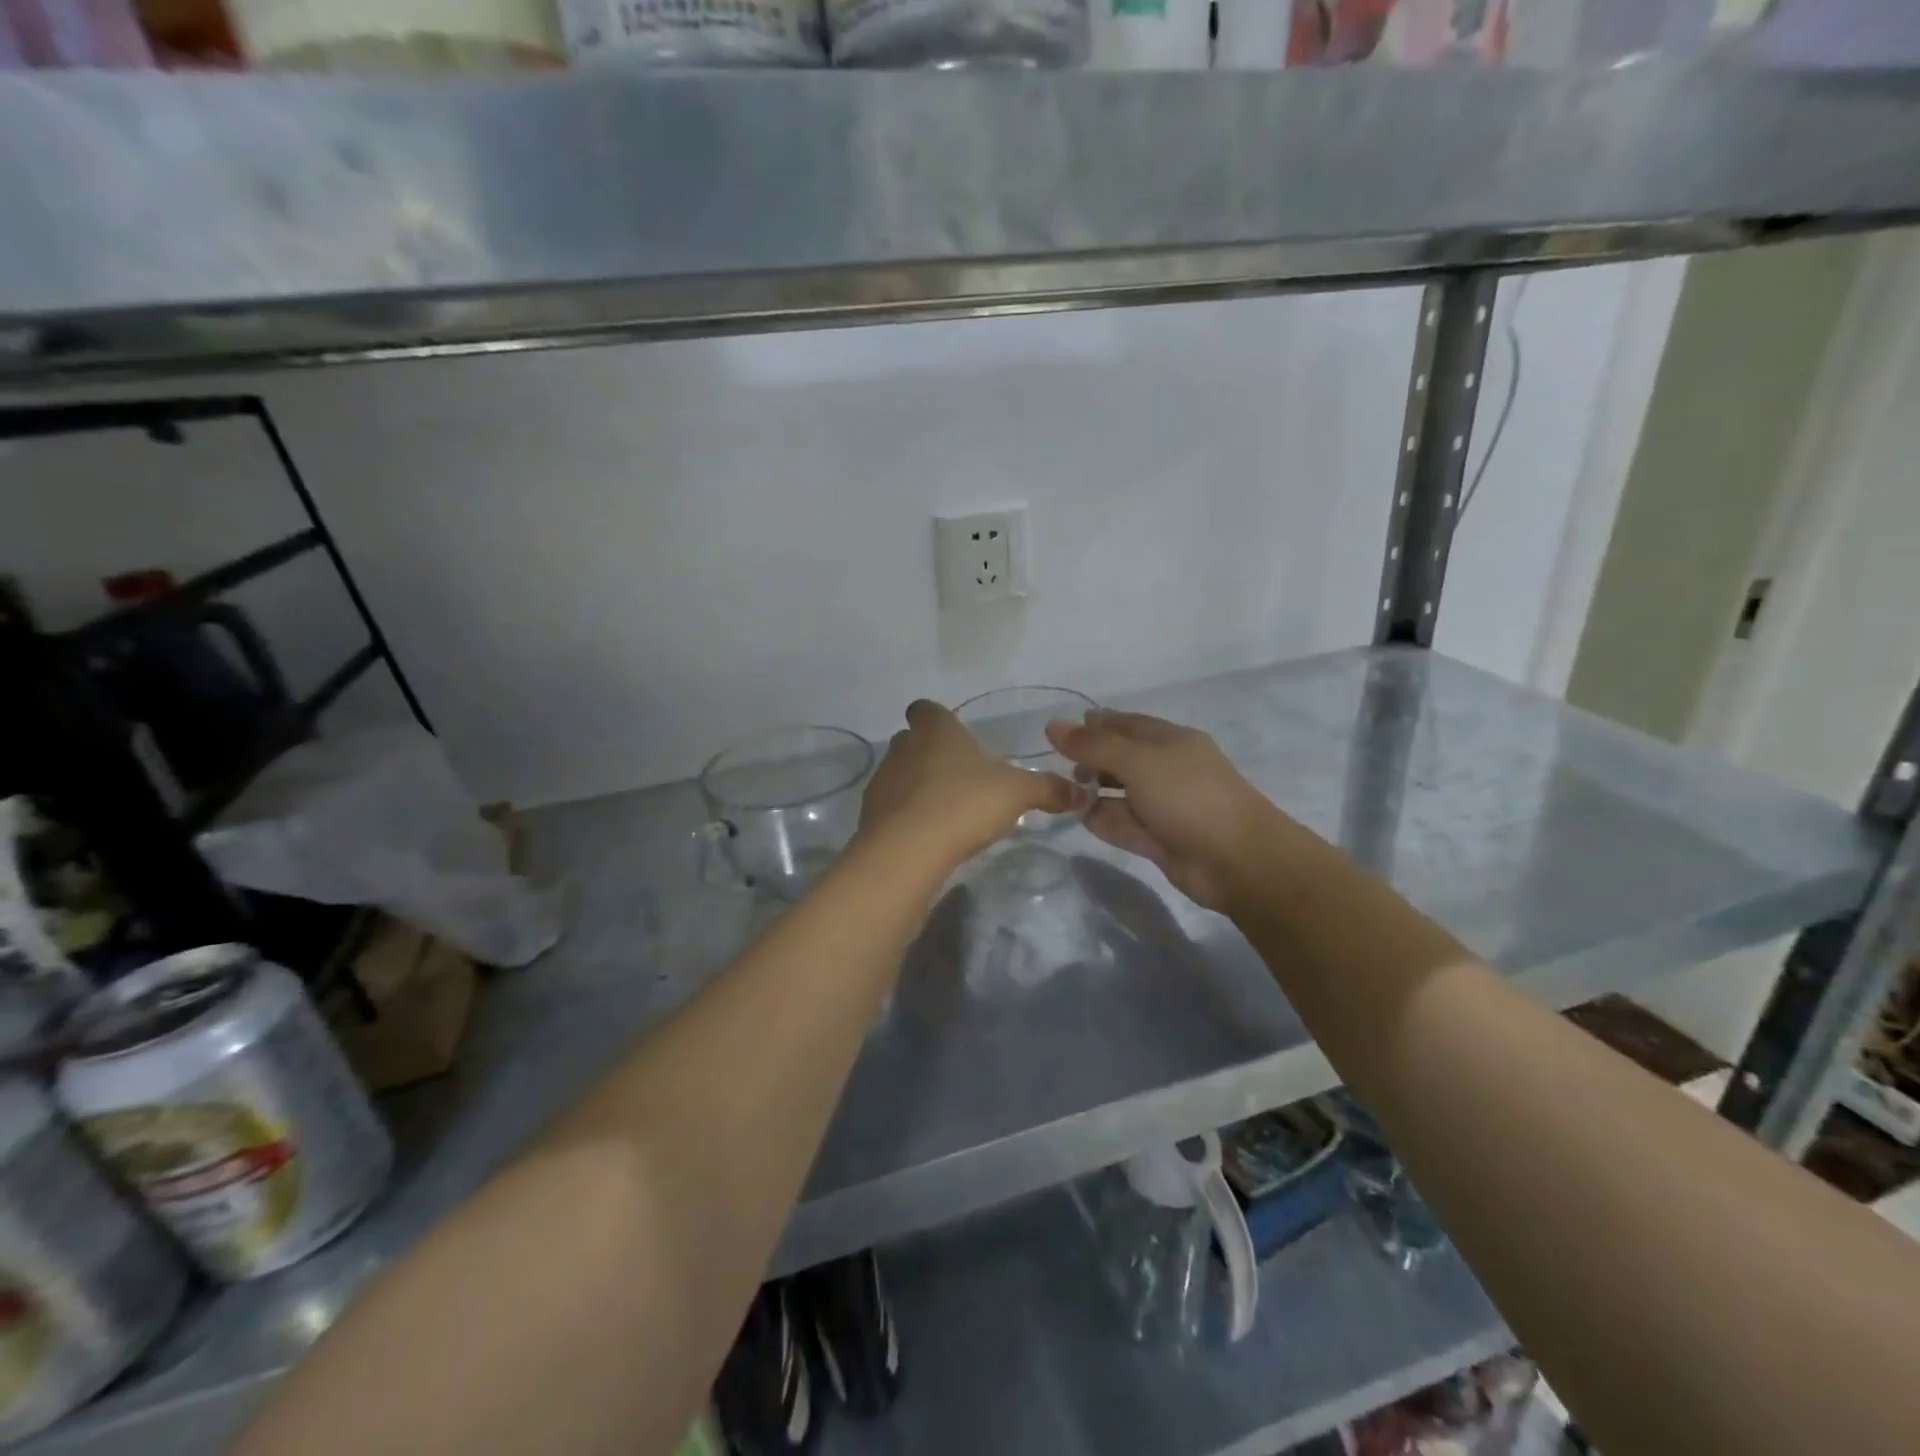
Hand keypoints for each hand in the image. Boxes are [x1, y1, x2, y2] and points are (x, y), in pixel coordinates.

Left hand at [860, 700, 1080, 868]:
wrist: (908, 850)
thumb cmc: (964, 803)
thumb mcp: (1018, 793)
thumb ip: (1049, 789)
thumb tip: (1084, 793)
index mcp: (935, 730)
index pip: (925, 709)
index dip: (937, 718)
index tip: (954, 733)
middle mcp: (903, 748)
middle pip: (912, 741)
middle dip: (931, 753)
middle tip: (960, 775)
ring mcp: (882, 781)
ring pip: (900, 774)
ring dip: (918, 786)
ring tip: (946, 810)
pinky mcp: (870, 816)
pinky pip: (892, 808)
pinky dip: (907, 816)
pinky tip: (929, 836)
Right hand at [1044, 710, 1277, 912]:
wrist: (1237, 860)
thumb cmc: (1188, 797)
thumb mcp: (1138, 762)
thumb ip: (1093, 745)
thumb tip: (1053, 725)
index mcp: (1170, 741)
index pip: (1126, 724)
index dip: (1094, 725)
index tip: (1059, 731)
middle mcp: (1166, 769)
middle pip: (1120, 759)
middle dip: (1091, 761)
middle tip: (1060, 769)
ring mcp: (1163, 806)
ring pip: (1119, 794)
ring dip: (1093, 793)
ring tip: (1062, 795)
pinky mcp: (1158, 839)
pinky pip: (1123, 823)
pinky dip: (1103, 820)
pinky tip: (1080, 817)